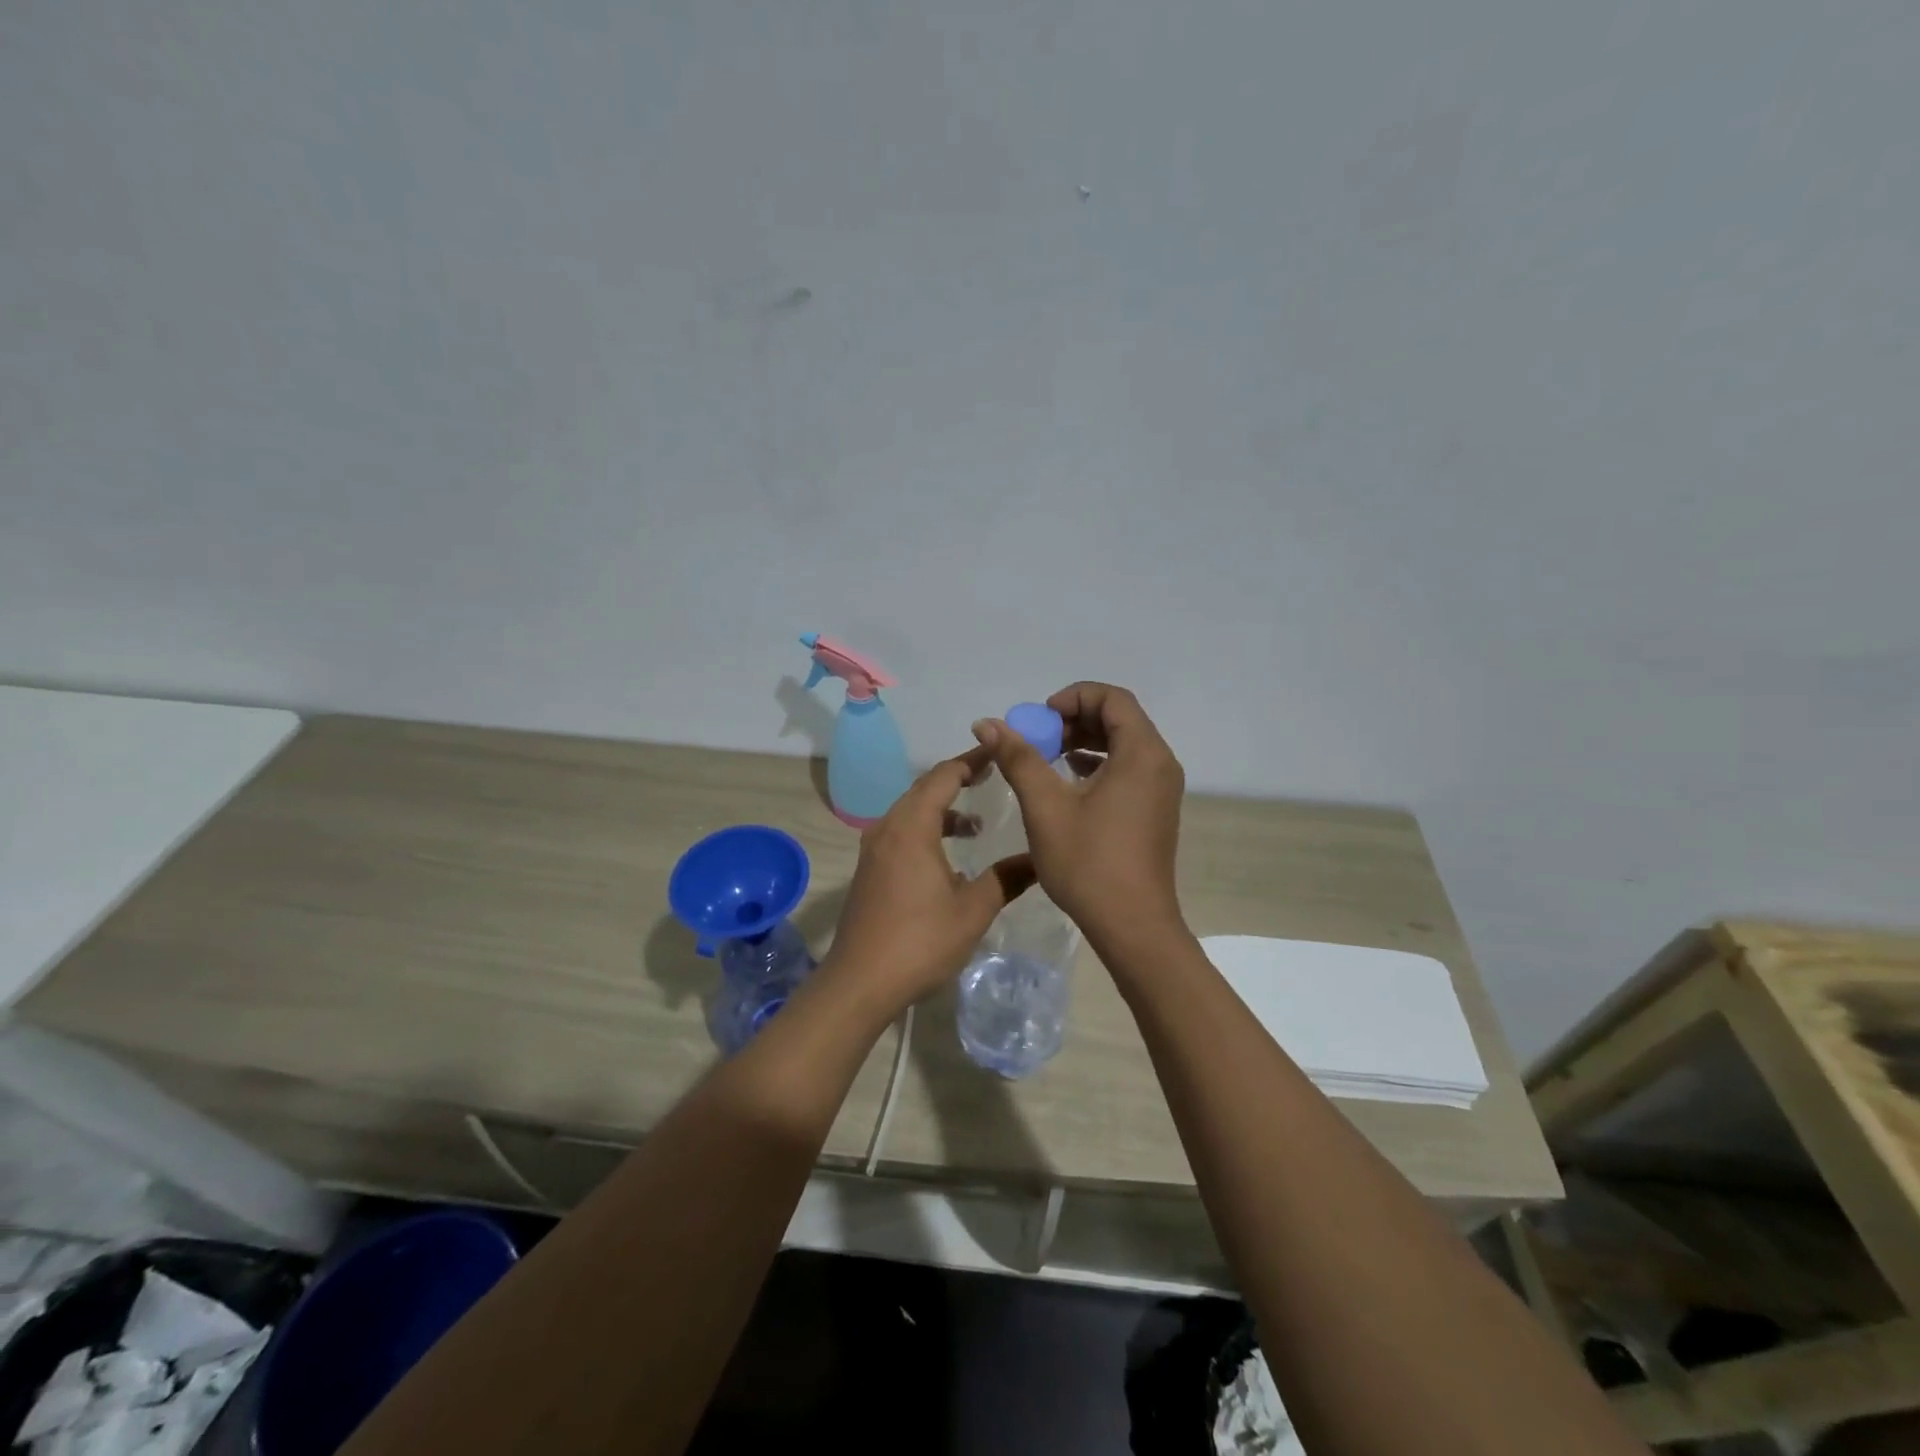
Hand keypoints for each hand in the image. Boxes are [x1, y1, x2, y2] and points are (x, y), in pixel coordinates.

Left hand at [818, 749, 1035, 1020]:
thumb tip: (1040, 859)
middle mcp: (888, 828)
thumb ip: (1007, 878)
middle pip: (924, 789)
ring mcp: (873, 850)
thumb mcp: (973, 910)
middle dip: (958, 779)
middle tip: (993, 776)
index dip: (973, 759)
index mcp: (912, 827)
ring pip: (911, 813)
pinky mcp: (869, 871)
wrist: (859, 982)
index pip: (944, 775)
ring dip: (942, 810)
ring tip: (975, 826)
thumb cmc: (919, 941)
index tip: (1000, 751)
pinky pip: (901, 834)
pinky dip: (926, 831)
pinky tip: (948, 861)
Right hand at [971, 682, 1186, 950]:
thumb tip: (988, 723)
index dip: (1072, 698)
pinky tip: (1068, 782)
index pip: (1113, 698)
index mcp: (1142, 754)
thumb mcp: (1045, 806)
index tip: (1039, 720)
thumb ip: (1018, 758)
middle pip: (1119, 718)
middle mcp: (1160, 763)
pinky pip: (1128, 769)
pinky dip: (1098, 765)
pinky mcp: (1155, 810)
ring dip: (1084, 742)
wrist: (1132, 926)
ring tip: (1047, 759)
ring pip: (1124, 745)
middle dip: (1075, 720)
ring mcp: (1162, 789)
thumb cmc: (1088, 862)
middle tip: (1038, 740)